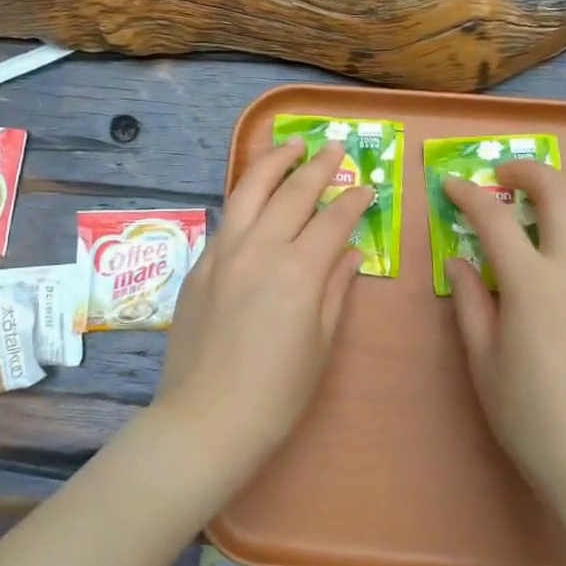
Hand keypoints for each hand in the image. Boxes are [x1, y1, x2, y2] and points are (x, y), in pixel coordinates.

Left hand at [153, 140, 369, 488]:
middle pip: (292, 193)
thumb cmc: (276, 394)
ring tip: (290, 145)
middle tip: (335, 147)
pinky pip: (227, 218)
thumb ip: (335, 289)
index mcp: (298, 271)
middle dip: (317, 166)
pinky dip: (246, 196)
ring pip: (249, 191)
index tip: (366, 188)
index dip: (353, 201)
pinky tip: (255, 194)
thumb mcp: (320, 344)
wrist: (205, 420)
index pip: (332, 220)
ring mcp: (223, 253)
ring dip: (273, 163)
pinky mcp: (199, 265)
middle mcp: (259, 249)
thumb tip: (350, 252)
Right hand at [443, 163, 565, 512]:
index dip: (468, 195)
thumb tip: (458, 260)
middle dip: (528, 171)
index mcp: (533, 284)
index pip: (495, 218)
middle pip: (561, 192)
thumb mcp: (483, 360)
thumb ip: (469, 301)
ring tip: (549, 202)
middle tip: (503, 177)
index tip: (450, 186)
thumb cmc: (529, 416)